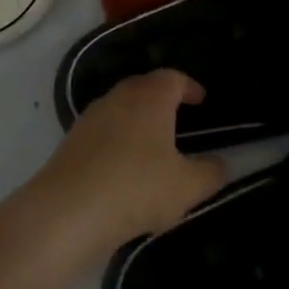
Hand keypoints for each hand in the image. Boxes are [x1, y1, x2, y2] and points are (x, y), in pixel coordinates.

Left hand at [27, 70, 225, 253]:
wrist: (67, 210)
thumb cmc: (136, 187)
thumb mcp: (187, 187)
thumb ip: (210, 173)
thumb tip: (220, 163)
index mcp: (150, 97)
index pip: (173, 78)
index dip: (189, 87)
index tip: (201, 100)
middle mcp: (119, 97)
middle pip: (144, 87)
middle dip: (162, 100)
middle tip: (179, 119)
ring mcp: (91, 117)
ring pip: (121, 109)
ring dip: (137, 121)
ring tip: (153, 146)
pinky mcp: (71, 140)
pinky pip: (103, 131)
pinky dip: (117, 140)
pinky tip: (123, 167)